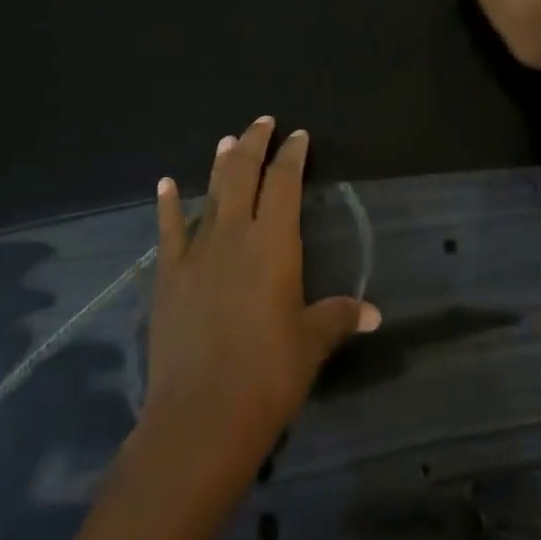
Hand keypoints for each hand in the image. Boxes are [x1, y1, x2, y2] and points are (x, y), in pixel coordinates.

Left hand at [142, 117, 380, 483]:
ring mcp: (196, 253)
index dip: (292, 155)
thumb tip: (374, 313)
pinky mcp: (169, 276)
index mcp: (274, 244)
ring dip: (219, 165)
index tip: (298, 135)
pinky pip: (167, 230)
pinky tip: (166, 183)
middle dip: (254, 144)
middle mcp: (234, 235)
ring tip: (227, 140)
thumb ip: (339, 317)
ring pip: (210, 194)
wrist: (201, 416)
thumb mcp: (312, 343)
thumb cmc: (268, 375)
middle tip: (263, 122)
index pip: (284, 183)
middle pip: (243, 175)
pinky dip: (167, 204)